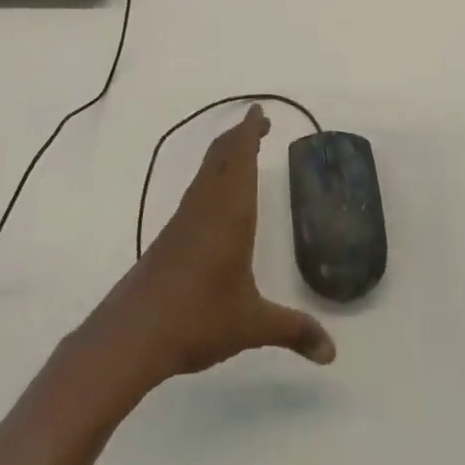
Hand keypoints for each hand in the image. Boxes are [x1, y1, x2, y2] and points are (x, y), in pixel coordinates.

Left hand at [93, 105, 334, 388]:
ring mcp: (183, 221)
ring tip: (240, 151)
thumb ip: (293, 331)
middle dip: (238, 136)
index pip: (240, 159)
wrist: (132, 334)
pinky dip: (211, 178)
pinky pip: (195, 192)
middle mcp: (205, 207)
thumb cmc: (198, 318)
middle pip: (220, 157)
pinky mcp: (169, 237)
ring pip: (205, 173)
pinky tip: (214, 198)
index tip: (258, 112)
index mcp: (230, 214)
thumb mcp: (253, 325)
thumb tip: (332, 352)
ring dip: (223, 155)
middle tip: (257, 124)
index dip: (249, 132)